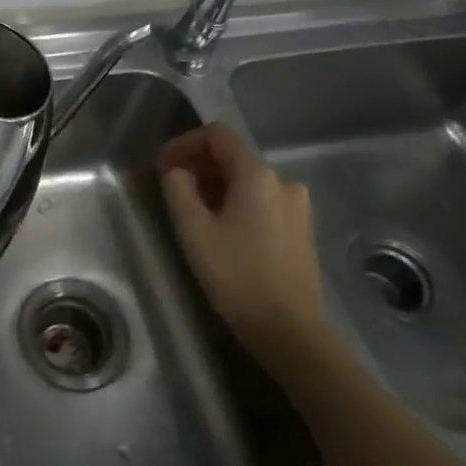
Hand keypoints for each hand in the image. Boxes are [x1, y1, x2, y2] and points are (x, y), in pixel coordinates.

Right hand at [158, 122, 323, 348]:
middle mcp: (282, 181)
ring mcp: (297, 206)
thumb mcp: (194, 230)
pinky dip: (237, 205)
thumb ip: (178, 189)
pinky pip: (262, 202)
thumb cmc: (237, 276)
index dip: (185, 143)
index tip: (163, 167)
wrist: (289, 331)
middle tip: (173, 193)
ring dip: (217, 188)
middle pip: (232, 157)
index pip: (217, 135)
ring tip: (195, 216)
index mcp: (257, 175)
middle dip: (199, 168)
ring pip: (247, 182)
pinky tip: (223, 232)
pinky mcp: (301, 229)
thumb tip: (177, 171)